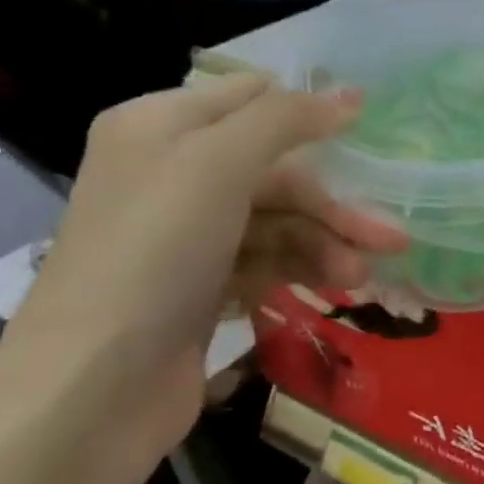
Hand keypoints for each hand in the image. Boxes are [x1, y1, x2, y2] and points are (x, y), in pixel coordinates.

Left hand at [9, 74, 407, 458]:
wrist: (92, 387)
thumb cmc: (154, 254)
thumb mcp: (217, 165)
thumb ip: (286, 120)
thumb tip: (351, 95)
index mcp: (162, 127)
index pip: (252, 99)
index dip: (311, 114)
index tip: (372, 136)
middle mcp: (172, 173)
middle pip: (276, 171)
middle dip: (332, 204)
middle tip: (391, 235)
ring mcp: (187, 234)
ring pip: (280, 221)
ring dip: (326, 244)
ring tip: (361, 276)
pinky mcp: (202, 284)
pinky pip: (268, 260)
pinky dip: (304, 269)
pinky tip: (338, 287)